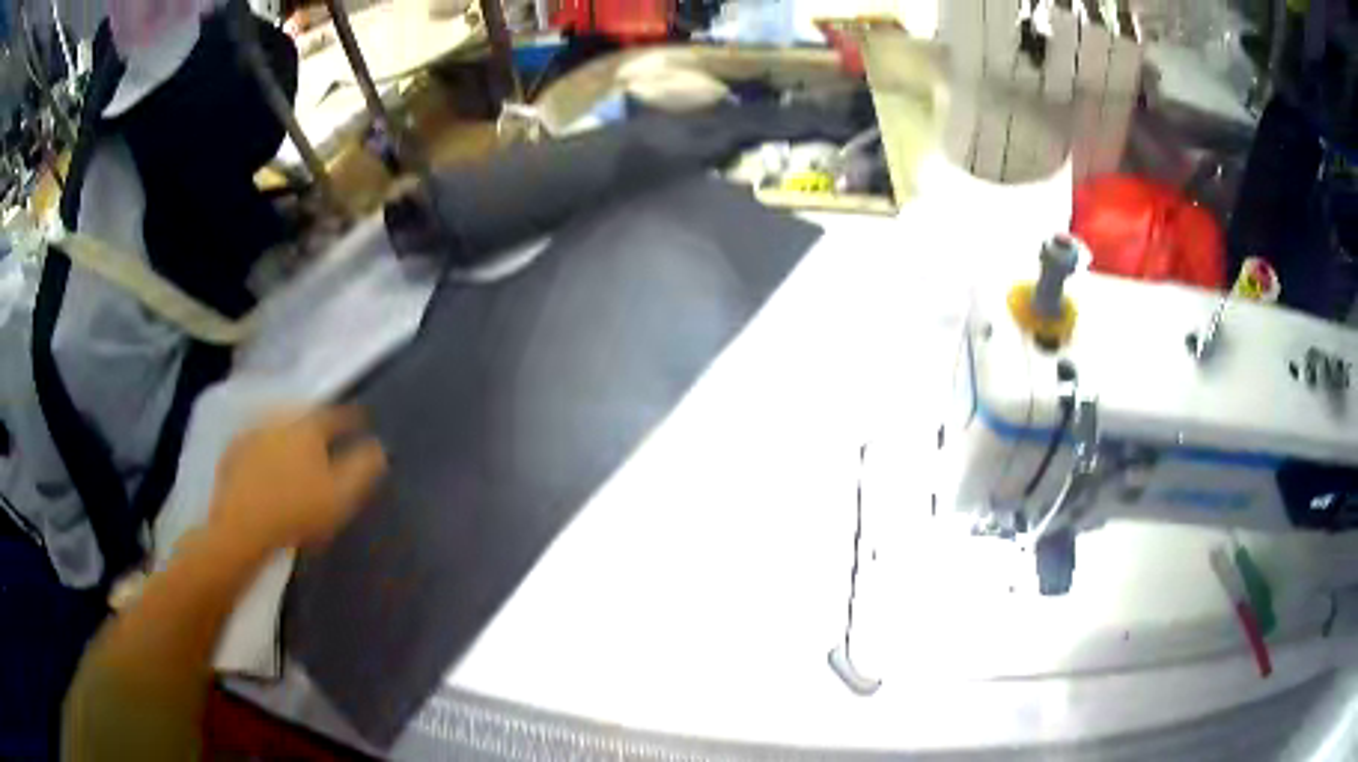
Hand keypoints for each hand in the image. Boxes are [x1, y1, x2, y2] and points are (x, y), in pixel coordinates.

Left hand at [210, 406, 387, 551]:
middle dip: (316, 424)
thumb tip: (379, 447)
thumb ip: (363, 469)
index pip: (336, 415)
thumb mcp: (341, 496)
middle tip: (326, 439)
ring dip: (289, 435)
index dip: (351, 419)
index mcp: (308, 426)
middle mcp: (280, 419)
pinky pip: (256, 443)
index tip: (361, 422)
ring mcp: (253, 432)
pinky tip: (267, 467)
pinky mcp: (233, 452)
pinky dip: (265, 450)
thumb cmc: (297, 511)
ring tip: (297, 453)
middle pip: (304, 415)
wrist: (242, 527)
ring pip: (278, 427)